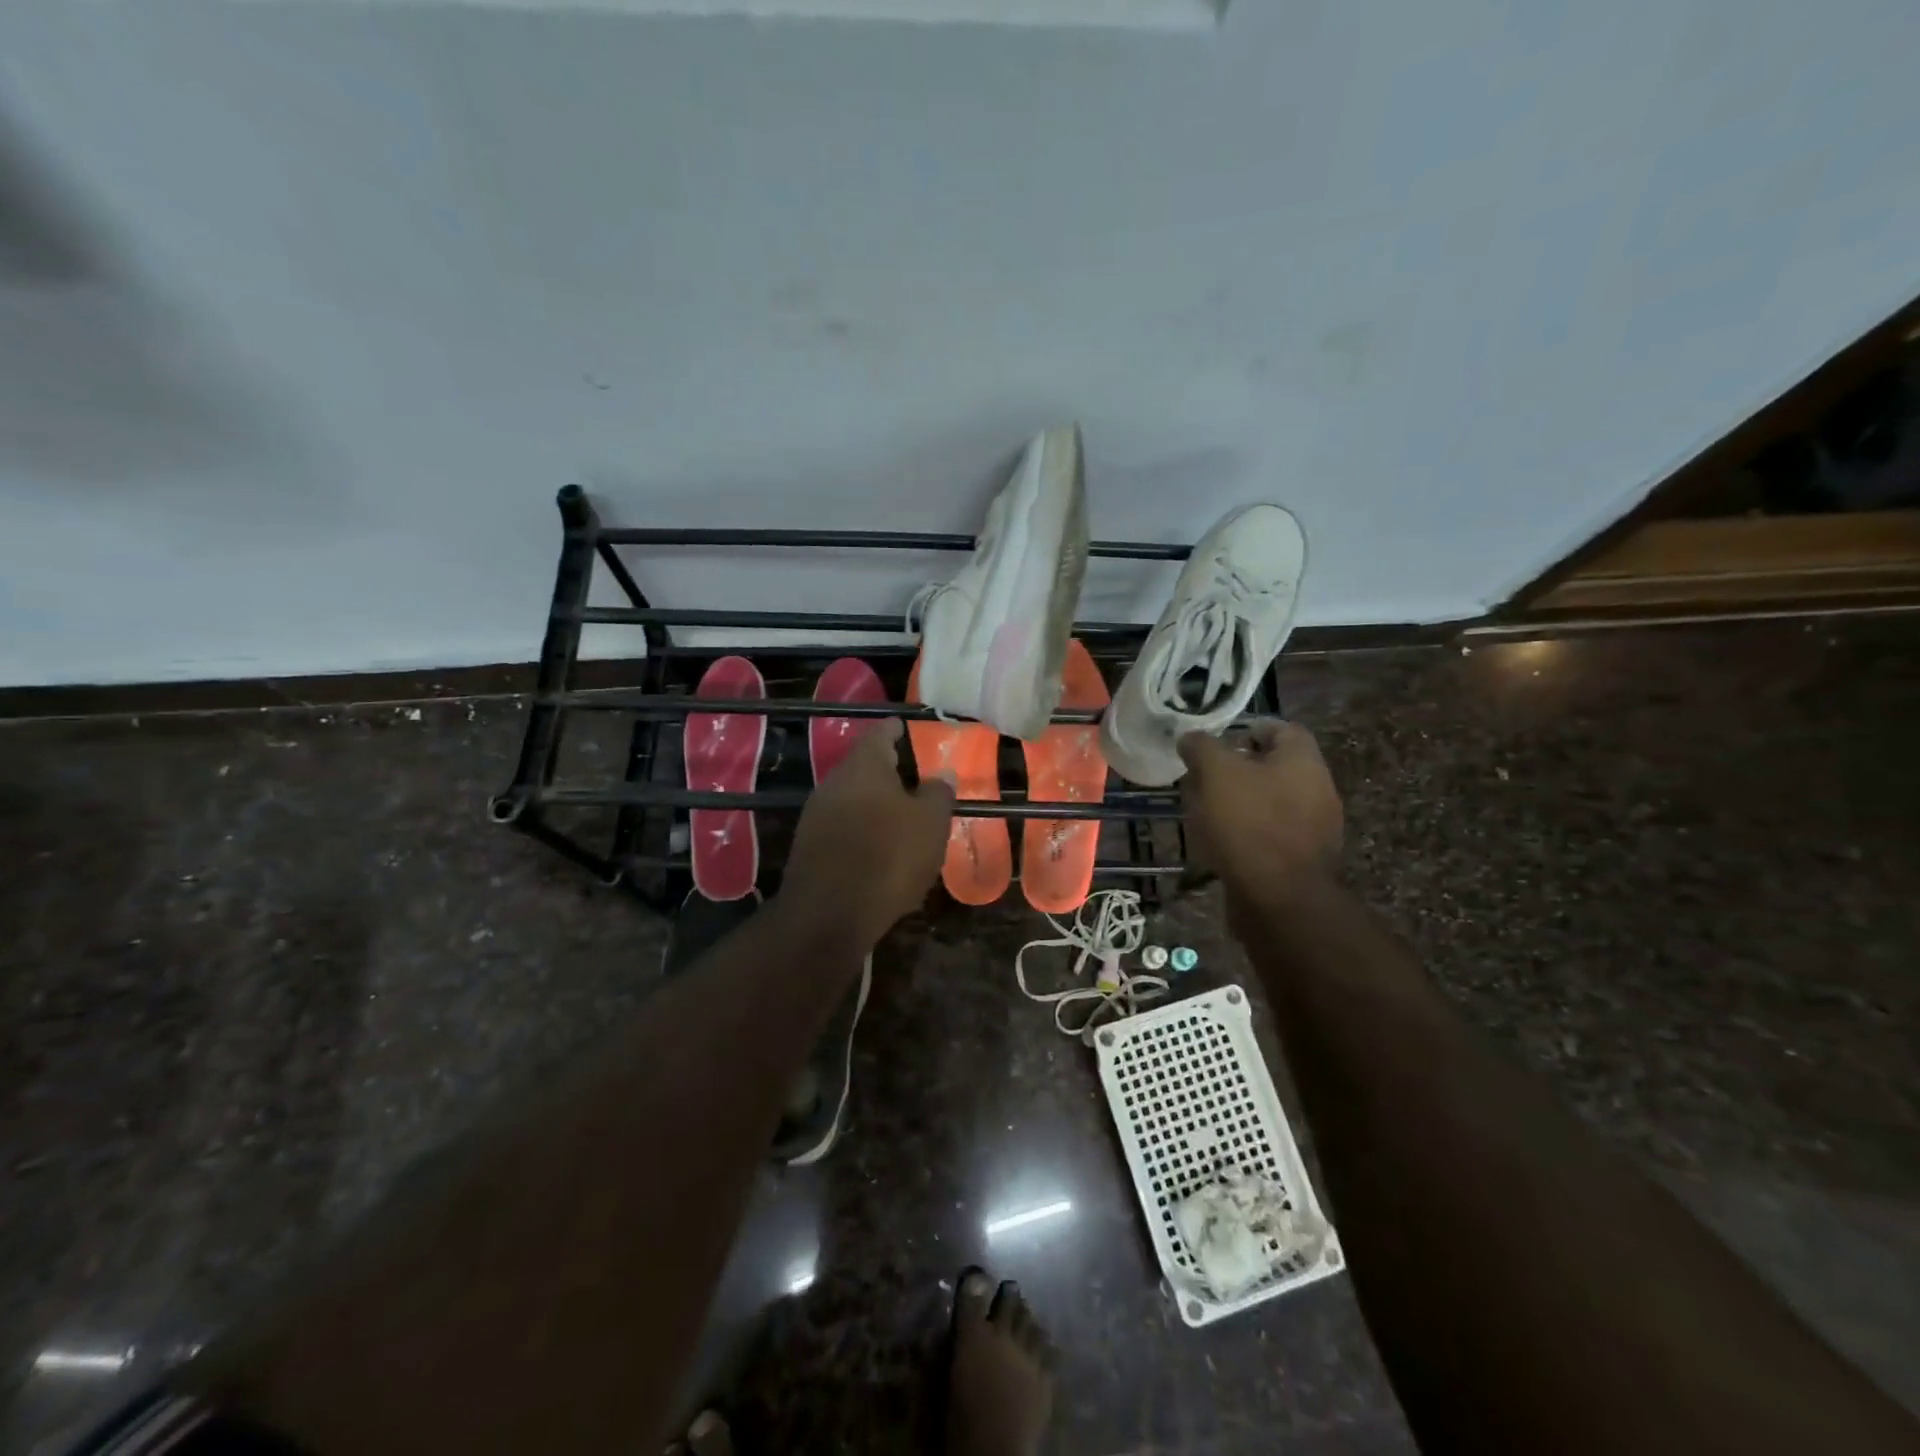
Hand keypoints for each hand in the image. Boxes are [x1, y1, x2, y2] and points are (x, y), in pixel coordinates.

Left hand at [778, 720, 955, 950]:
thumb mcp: (930, 823)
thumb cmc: (888, 856)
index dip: (898, 730)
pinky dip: (863, 830)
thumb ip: (938, 793)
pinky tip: (881, 849)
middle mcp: (834, 781)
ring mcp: (816, 814)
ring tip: (904, 817)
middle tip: (916, 779)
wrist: (829, 914)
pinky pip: (843, 827)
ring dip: (876, 804)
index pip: (881, 733)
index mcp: (864, 765)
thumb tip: (942, 774)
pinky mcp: (809, 847)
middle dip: (889, 772)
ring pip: (853, 798)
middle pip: (864, 767)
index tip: (910, 729)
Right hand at [1178, 721, 1342, 904]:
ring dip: (1240, 802)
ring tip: (1204, 811)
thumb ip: (1202, 747)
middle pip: (1274, 767)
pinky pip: (1270, 834)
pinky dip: (1246, 832)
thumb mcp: (1217, 773)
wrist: (1280, 899)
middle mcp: (1317, 789)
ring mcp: (1314, 827)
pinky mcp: (1301, 859)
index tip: (1215, 742)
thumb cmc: (1249, 824)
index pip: (1280, 728)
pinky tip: (1220, 842)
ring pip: (1271, 801)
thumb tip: (1190, 737)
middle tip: (1203, 777)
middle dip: (1238, 769)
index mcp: (1303, 761)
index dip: (1246, 729)